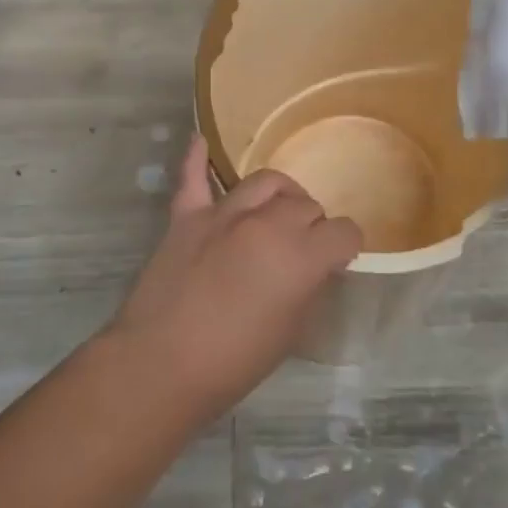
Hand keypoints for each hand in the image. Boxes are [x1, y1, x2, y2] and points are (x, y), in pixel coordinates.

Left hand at [104, 136, 361, 419]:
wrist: (161, 365)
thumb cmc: (234, 362)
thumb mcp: (291, 333)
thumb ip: (308, 288)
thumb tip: (314, 267)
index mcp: (301, 256)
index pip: (344, 232)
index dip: (347, 246)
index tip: (340, 258)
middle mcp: (267, 224)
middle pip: (306, 205)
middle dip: (313, 225)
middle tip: (303, 248)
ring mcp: (223, 214)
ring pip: (266, 182)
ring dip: (281, 194)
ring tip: (278, 210)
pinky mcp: (187, 216)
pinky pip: (193, 177)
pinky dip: (197, 159)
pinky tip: (201, 141)